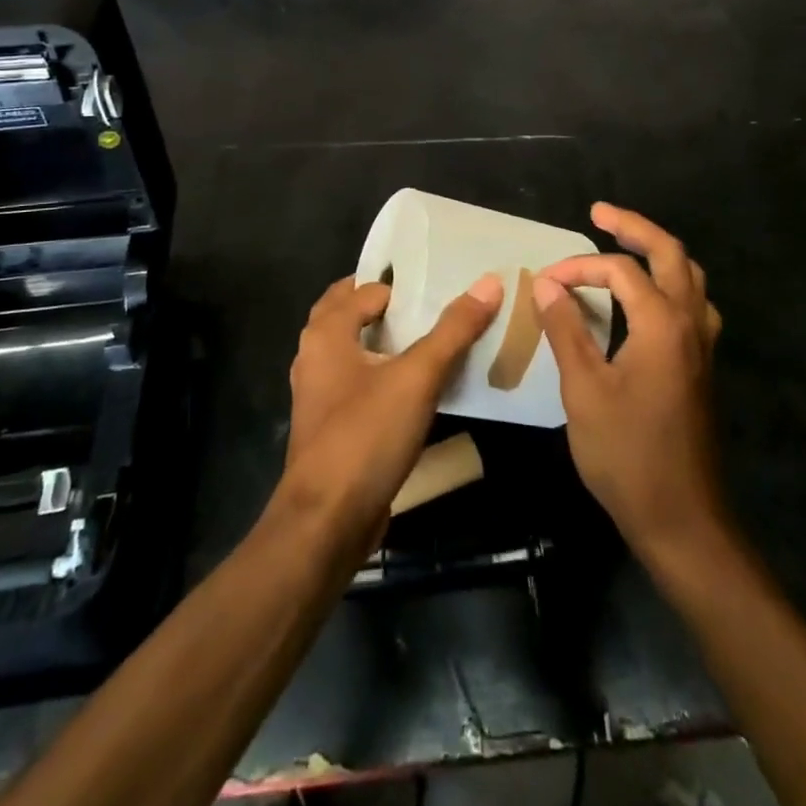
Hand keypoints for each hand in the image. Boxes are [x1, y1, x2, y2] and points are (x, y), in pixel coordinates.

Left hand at [276, 273, 501, 552]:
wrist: (326, 522)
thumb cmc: (365, 437)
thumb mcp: (417, 378)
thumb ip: (453, 330)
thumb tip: (489, 282)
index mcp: (327, 333)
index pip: (367, 289)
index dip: (404, 285)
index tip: (444, 284)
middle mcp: (315, 355)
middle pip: (354, 314)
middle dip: (390, 306)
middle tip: (439, 303)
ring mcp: (321, 393)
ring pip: (357, 350)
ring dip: (389, 340)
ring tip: (437, 338)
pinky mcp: (333, 425)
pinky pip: (361, 383)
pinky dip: (386, 374)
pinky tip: (421, 386)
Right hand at [536, 204, 726, 564]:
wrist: (682, 517)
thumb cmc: (626, 454)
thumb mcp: (584, 390)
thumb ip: (566, 330)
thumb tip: (547, 284)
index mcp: (662, 324)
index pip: (619, 271)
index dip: (578, 268)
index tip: (543, 282)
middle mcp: (690, 323)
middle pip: (671, 253)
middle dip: (634, 227)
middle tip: (599, 212)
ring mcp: (703, 345)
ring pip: (689, 276)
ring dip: (658, 252)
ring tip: (625, 243)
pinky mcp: (702, 365)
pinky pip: (693, 304)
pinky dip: (670, 283)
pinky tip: (648, 299)